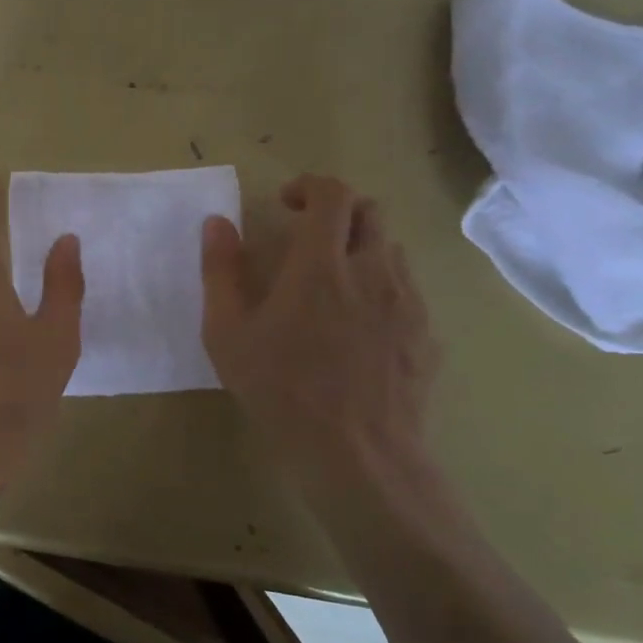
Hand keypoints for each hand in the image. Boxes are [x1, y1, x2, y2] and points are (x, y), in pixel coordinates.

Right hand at [201, 175, 439, 500]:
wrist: (359, 456)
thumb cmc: (282, 391)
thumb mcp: (228, 334)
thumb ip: (221, 271)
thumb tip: (216, 223)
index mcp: (322, 265)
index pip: (334, 194)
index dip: (310, 186)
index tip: (286, 205)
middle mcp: (373, 271)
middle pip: (370, 211)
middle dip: (337, 211)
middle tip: (307, 236)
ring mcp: (407, 302)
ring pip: (391, 249)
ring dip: (360, 247)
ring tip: (332, 281)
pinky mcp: (426, 334)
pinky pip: (407, 289)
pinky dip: (381, 285)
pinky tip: (358, 324)